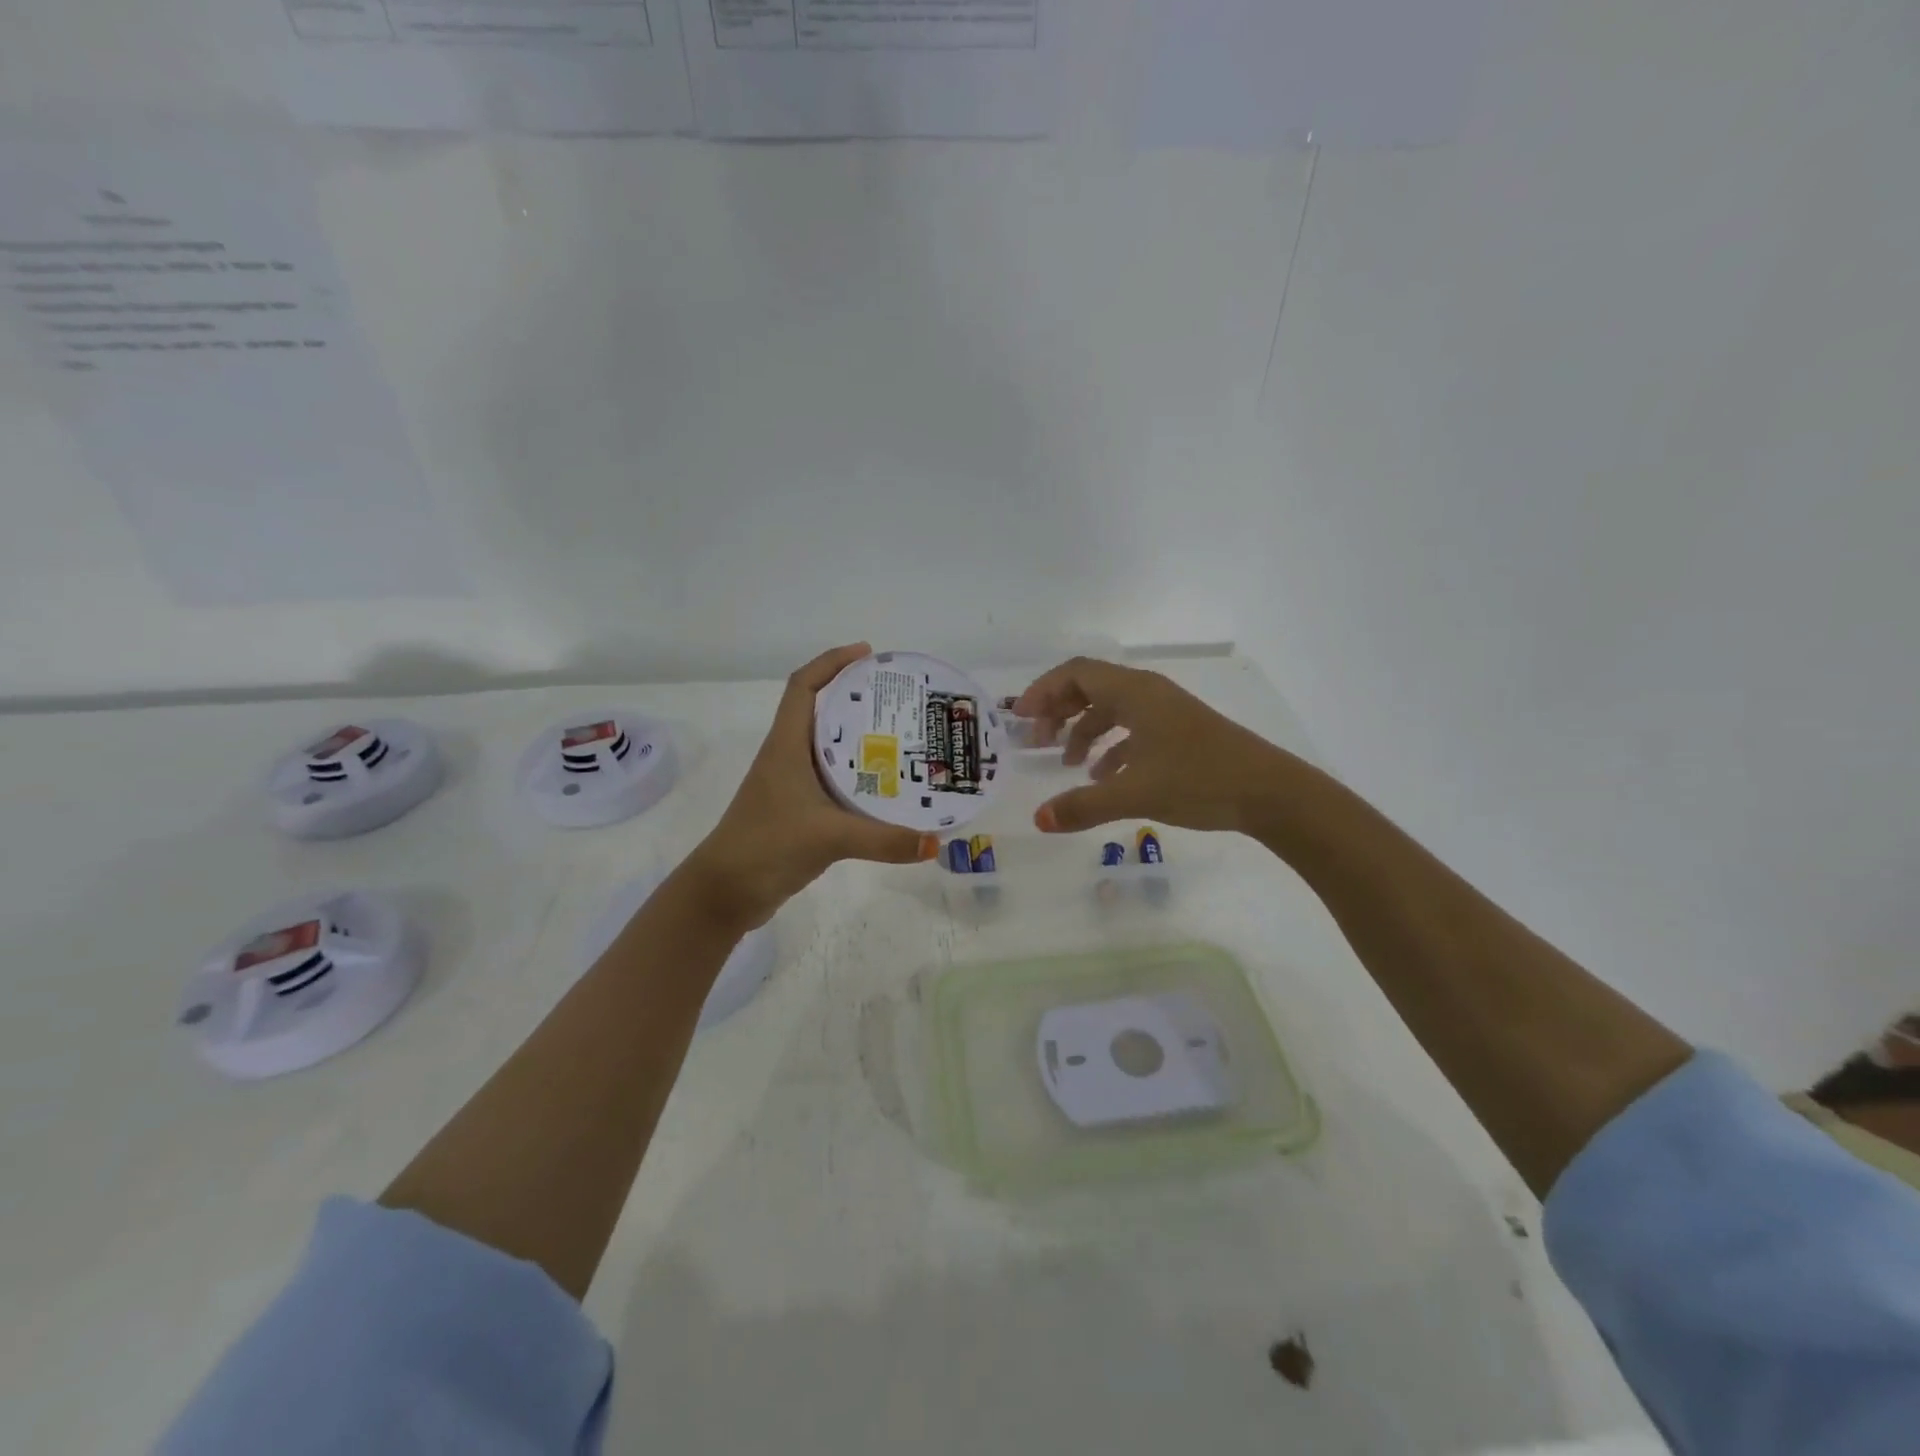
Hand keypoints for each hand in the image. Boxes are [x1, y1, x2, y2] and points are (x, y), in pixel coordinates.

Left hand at [680, 643, 939, 928]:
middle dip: (856, 696)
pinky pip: (833, 779)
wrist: (725, 893)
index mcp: (786, 746)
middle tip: (899, 698)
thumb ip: (883, 839)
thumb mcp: (828, 837)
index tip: (868, 653)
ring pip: (828, 747)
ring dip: (858, 736)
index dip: (832, 662)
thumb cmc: (766, 846)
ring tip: (902, 734)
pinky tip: (886, 785)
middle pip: (820, 711)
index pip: (803, 687)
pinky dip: (858, 774)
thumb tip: (934, 841)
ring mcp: (791, 785)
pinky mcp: (799, 810)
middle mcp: (788, 757)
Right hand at [1014, 657, 1291, 834]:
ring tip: (1067, 764)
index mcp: (1135, 693)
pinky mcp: (1180, 733)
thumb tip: (1038, 819)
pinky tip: (1105, 778)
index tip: (1019, 718)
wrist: (1271, 792)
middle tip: (1037, 741)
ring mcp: (1167, 712)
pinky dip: (1111, 747)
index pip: (1076, 673)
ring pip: (1112, 709)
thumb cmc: (1200, 780)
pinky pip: (1133, 729)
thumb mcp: (1135, 794)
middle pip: (1091, 688)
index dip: (1043, 691)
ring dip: (1084, 730)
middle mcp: (1148, 693)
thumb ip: (1083, 806)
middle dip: (1059, 711)